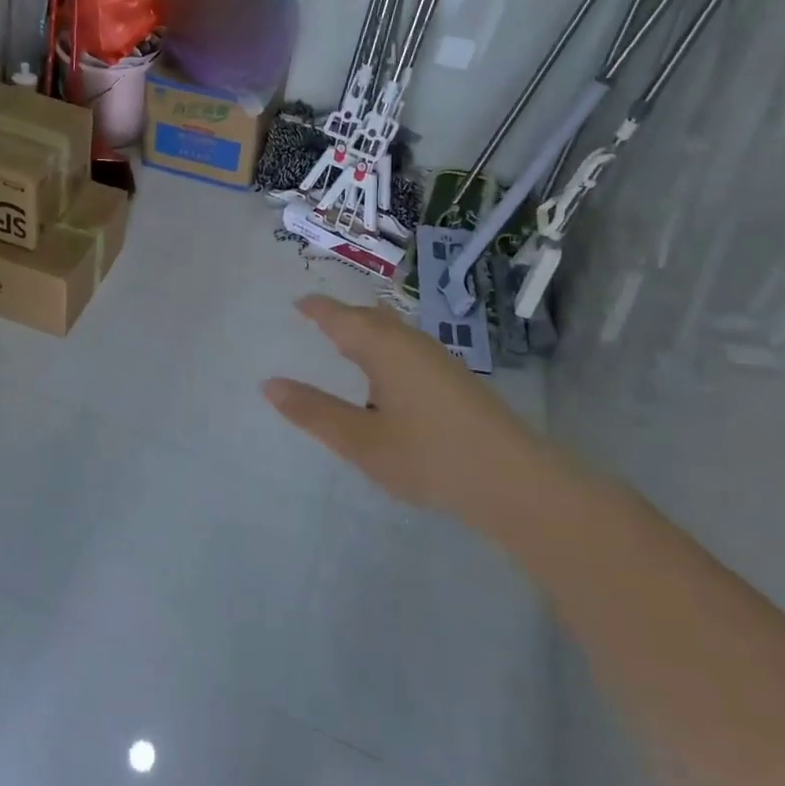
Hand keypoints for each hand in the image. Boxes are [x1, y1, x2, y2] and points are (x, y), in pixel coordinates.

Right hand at [262, 294, 563, 530]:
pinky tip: (386, 378)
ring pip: (393, 332)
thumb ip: (314, 412)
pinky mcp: (455, 379)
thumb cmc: (429, 456)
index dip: (317, 308)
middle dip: (341, 316)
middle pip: (369, 317)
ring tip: (345, 346)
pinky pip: (407, 348)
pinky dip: (384, 349)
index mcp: (383, 348)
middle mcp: (411, 343)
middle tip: (316, 321)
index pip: (341, 316)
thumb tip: (268, 384)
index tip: (297, 303)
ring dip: (366, 332)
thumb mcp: (360, 440)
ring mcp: (438, 359)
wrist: (515, 482)